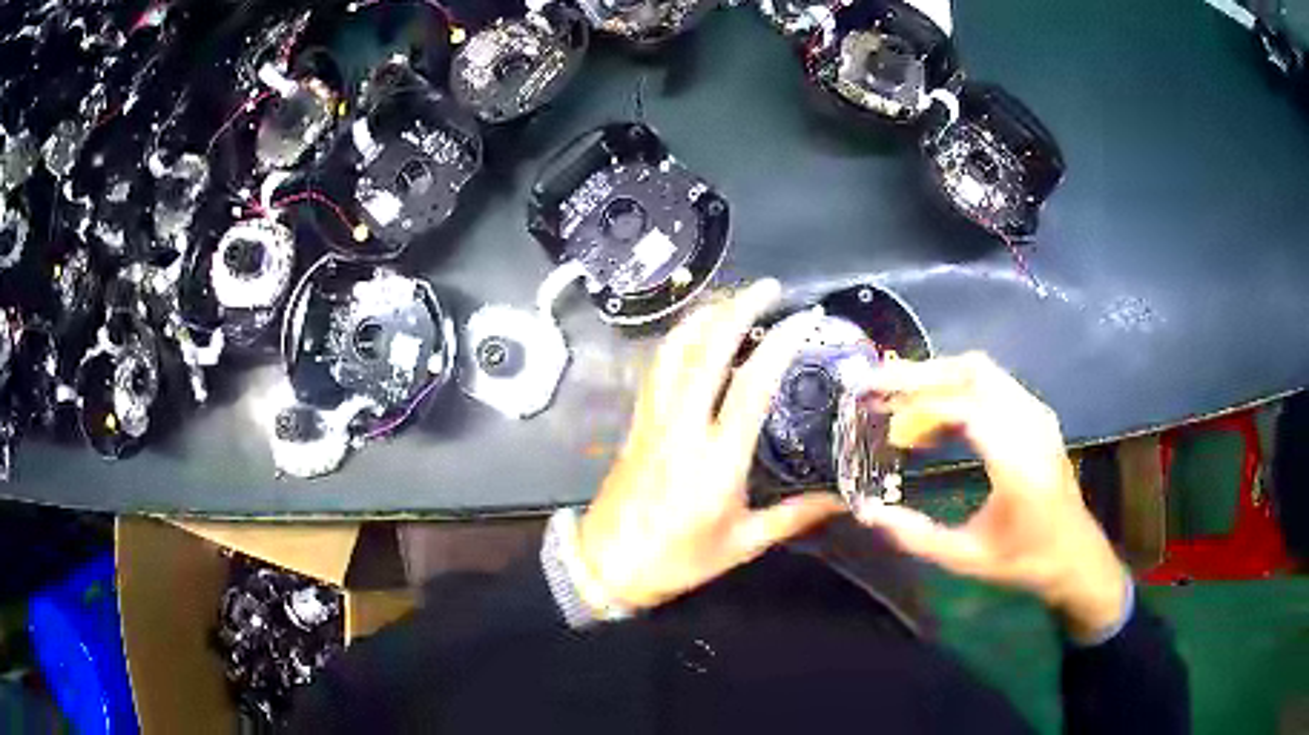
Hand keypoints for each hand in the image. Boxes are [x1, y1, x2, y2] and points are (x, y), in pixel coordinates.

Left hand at [576, 280, 845, 610]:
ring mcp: (653, 419)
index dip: (779, 343)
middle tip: (768, 288)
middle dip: (738, 308)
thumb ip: (794, 517)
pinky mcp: (636, 422)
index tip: (803, 319)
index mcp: (717, 459)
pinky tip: (693, 333)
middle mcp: (683, 427)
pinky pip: (656, 367)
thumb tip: (843, 500)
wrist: (606, 565)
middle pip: (707, 349)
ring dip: (704, 316)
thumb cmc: (677, 559)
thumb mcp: (742, 544)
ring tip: (732, 299)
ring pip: (674, 350)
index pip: (752, 384)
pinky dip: (678, 339)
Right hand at [855, 353, 1129, 640]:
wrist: (1075, 555)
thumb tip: (868, 512)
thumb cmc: (1025, 560)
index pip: (964, 406)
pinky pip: (993, 385)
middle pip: (973, 371)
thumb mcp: (967, 557)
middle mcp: (1030, 424)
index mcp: (1017, 460)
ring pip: (982, 372)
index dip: (916, 401)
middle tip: (879, 387)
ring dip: (939, 379)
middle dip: (922, 374)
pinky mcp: (1037, 416)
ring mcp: (1037, 414)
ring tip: (900, 403)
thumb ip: (916, 536)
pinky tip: (936, 418)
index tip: (876, 406)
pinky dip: (958, 390)